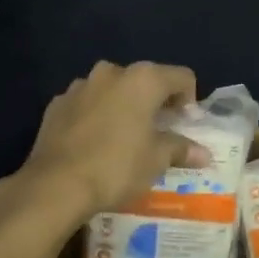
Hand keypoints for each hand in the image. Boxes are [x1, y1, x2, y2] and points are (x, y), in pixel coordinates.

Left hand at [13, 61, 208, 222]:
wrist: (55, 185)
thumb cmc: (116, 167)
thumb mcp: (156, 160)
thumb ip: (181, 149)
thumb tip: (204, 154)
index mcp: (143, 80)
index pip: (181, 76)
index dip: (189, 99)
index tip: (185, 124)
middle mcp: (112, 72)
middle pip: (146, 80)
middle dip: (155, 102)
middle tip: (159, 131)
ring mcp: (80, 86)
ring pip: (113, 89)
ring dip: (124, 106)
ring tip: (125, 137)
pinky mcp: (57, 103)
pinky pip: (87, 103)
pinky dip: (97, 115)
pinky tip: (95, 142)